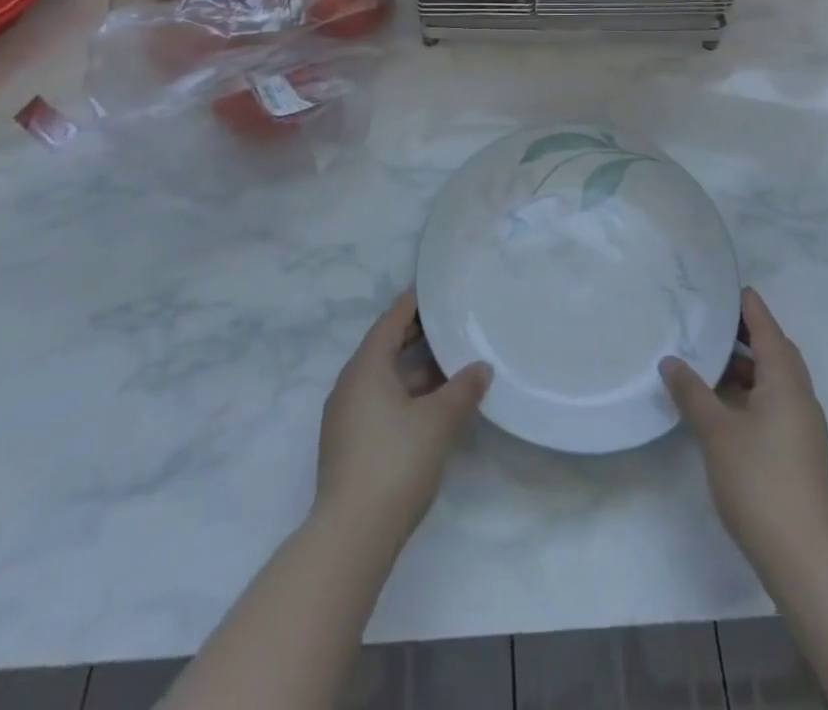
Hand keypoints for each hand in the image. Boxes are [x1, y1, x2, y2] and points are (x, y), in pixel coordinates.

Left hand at [315, 291, 490, 549]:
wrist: (352, 535)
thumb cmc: (396, 462)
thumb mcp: (439, 421)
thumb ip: (463, 389)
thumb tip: (482, 367)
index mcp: (366, 367)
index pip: (391, 321)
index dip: (413, 305)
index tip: (436, 293)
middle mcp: (350, 385)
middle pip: (385, 348)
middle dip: (416, 337)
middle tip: (450, 325)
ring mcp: (346, 417)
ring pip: (384, 379)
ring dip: (414, 370)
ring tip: (450, 366)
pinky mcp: (349, 444)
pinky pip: (379, 402)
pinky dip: (405, 394)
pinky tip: (431, 407)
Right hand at [661, 287, 827, 570]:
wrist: (804, 558)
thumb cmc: (759, 482)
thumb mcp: (716, 432)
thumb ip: (692, 392)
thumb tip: (671, 361)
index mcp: (786, 385)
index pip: (768, 331)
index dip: (751, 308)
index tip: (733, 288)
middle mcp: (801, 399)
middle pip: (777, 354)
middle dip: (749, 335)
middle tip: (715, 323)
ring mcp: (805, 429)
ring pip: (777, 382)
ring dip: (749, 368)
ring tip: (711, 363)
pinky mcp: (801, 453)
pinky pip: (777, 404)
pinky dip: (753, 392)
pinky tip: (726, 405)